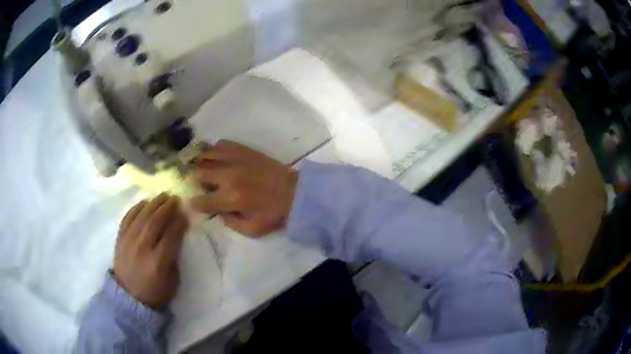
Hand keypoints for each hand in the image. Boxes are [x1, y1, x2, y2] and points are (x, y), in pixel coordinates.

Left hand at [113, 193, 188, 308]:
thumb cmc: (155, 293)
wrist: (128, 297)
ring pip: (141, 216)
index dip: (179, 223)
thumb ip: (174, 258)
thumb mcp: (172, 282)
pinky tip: (144, 202)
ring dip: (153, 203)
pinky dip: (136, 208)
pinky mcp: (120, 238)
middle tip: (175, 198)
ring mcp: (128, 241)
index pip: (171, 236)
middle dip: (167, 208)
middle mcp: (142, 248)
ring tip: (162, 195)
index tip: (185, 214)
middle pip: (155, 222)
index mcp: (157, 263)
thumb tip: (176, 237)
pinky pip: (127, 218)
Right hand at [190, 141, 297, 236]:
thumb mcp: (252, 230)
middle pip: (197, 172)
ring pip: (205, 154)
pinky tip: (217, 158)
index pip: (201, 200)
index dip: (195, 204)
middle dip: (195, 181)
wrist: (296, 192)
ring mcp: (235, 159)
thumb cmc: (274, 213)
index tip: (196, 203)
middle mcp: (228, 175)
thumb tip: (217, 212)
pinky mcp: (244, 150)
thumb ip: (229, 223)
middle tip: (201, 185)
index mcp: (230, 198)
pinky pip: (221, 143)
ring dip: (201, 163)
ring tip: (203, 169)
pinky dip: (214, 150)